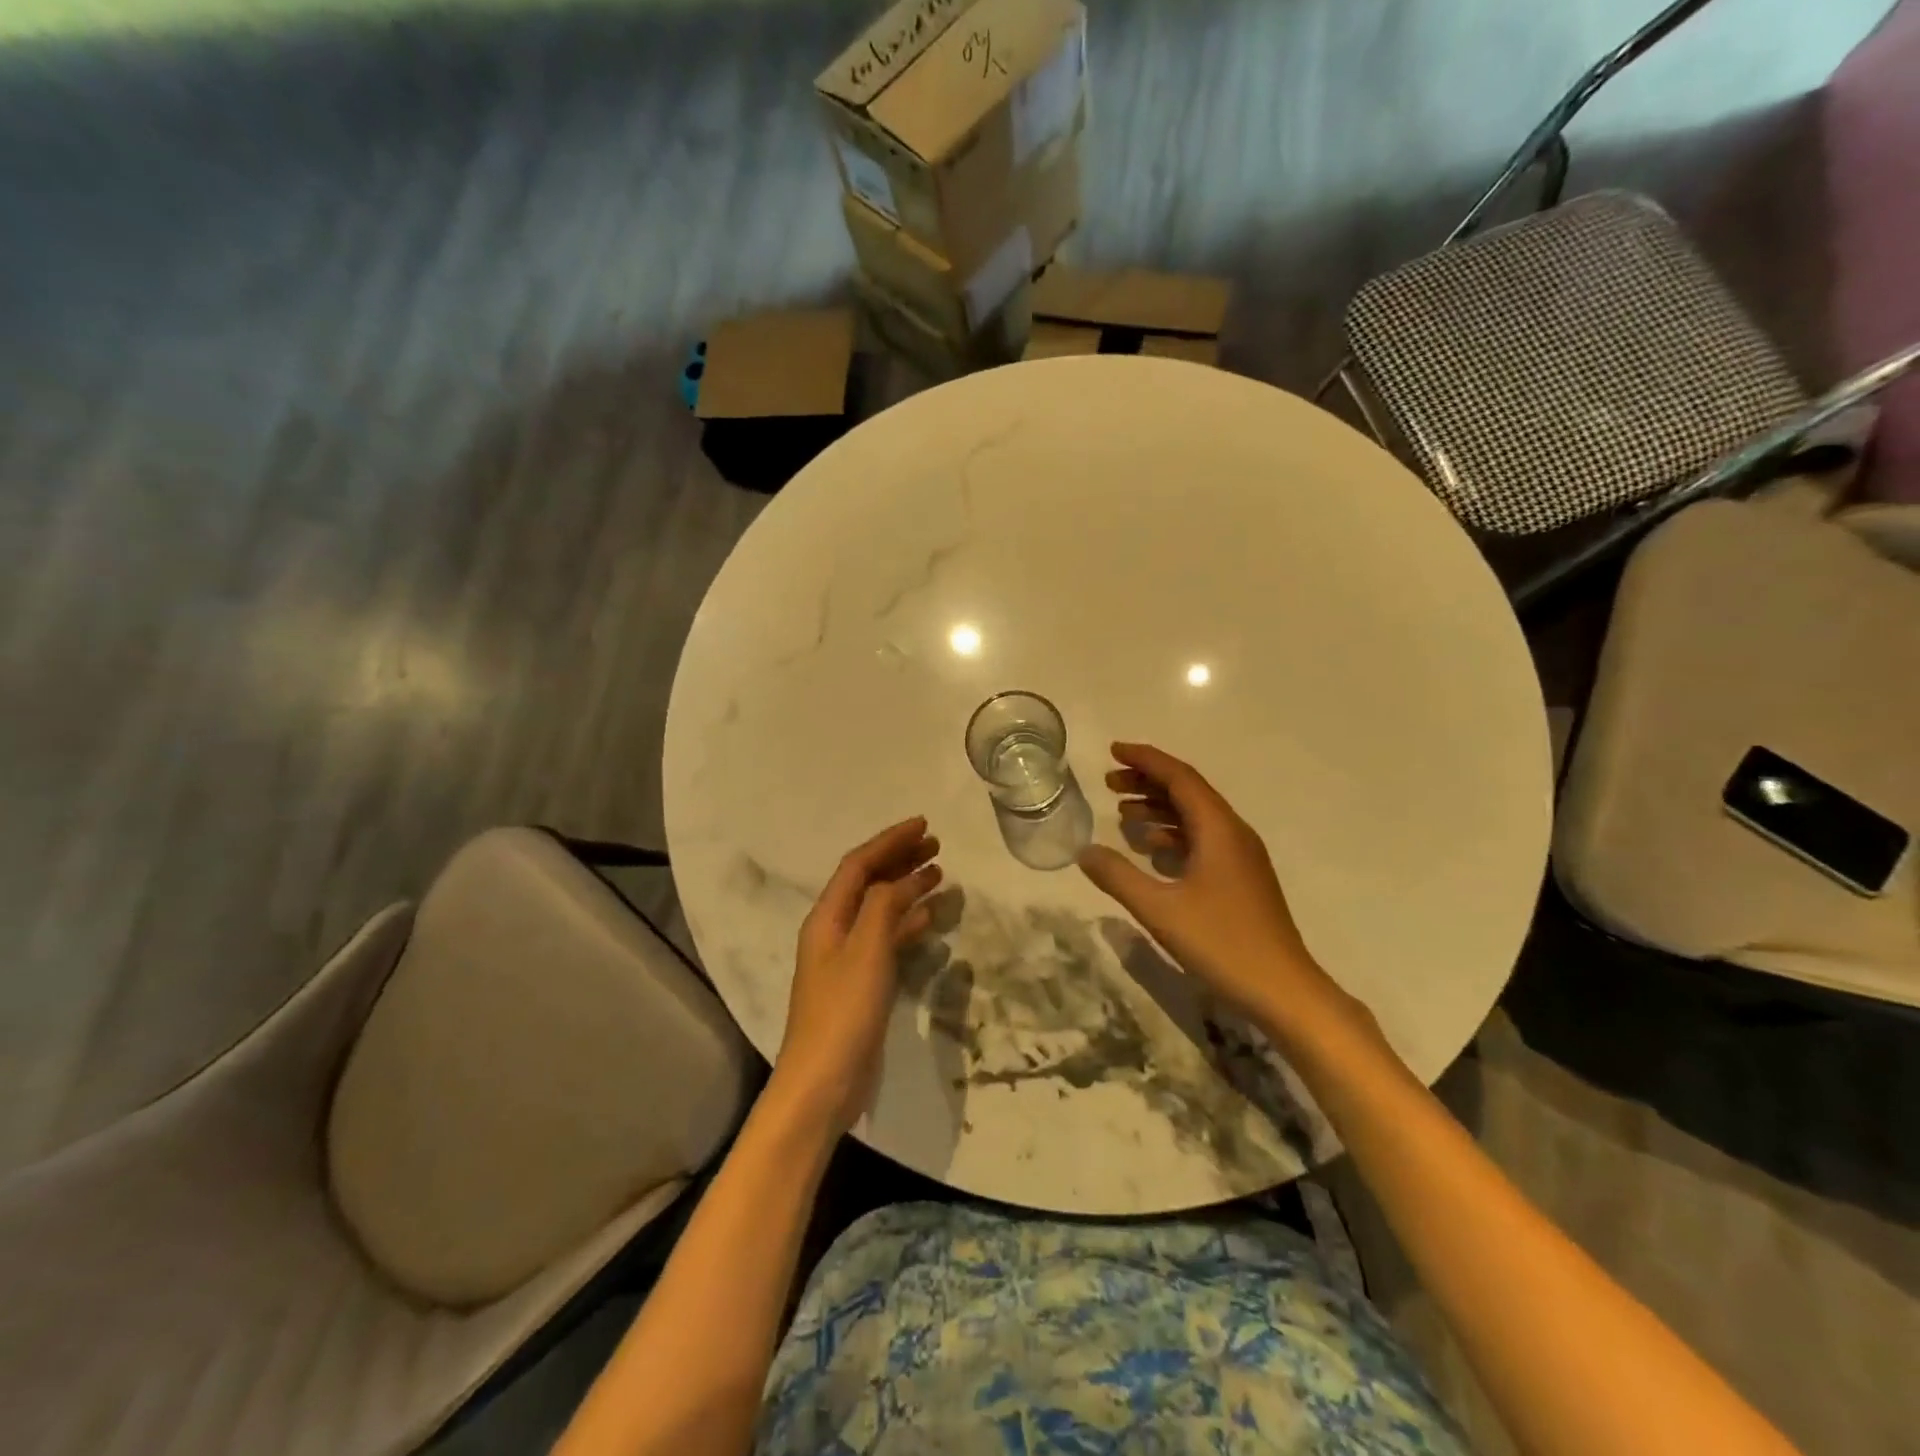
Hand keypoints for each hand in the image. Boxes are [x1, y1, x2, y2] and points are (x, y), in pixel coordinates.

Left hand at [773, 817, 942, 1133]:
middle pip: (868, 882)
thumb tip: (905, 878)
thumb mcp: (866, 951)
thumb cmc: (843, 1012)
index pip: (859, 865)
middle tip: (937, 847)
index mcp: (827, 917)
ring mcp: (847, 958)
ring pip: (880, 909)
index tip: (924, 826)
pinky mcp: (861, 983)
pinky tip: (930, 919)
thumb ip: (884, 908)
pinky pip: (887, 938)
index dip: (890, 841)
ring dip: (907, 888)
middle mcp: (834, 931)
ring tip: (940, 874)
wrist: (823, 1084)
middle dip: (900, 859)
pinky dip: (908, 922)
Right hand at [1078, 743, 1343, 1025]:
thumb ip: (1118, 877)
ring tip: (1122, 813)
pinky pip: (1202, 840)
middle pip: (1188, 792)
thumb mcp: (1160, 910)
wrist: (1284, 990)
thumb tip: (1084, 851)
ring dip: (1159, 808)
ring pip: (1195, 816)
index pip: (1180, 778)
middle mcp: (1233, 833)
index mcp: (1218, 829)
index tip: (1114, 750)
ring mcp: (1240, 856)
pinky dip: (1173, 834)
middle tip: (1109, 782)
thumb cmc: (1222, 943)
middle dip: (1148, 781)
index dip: (1146, 760)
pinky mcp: (1241, 878)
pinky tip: (1150, 849)